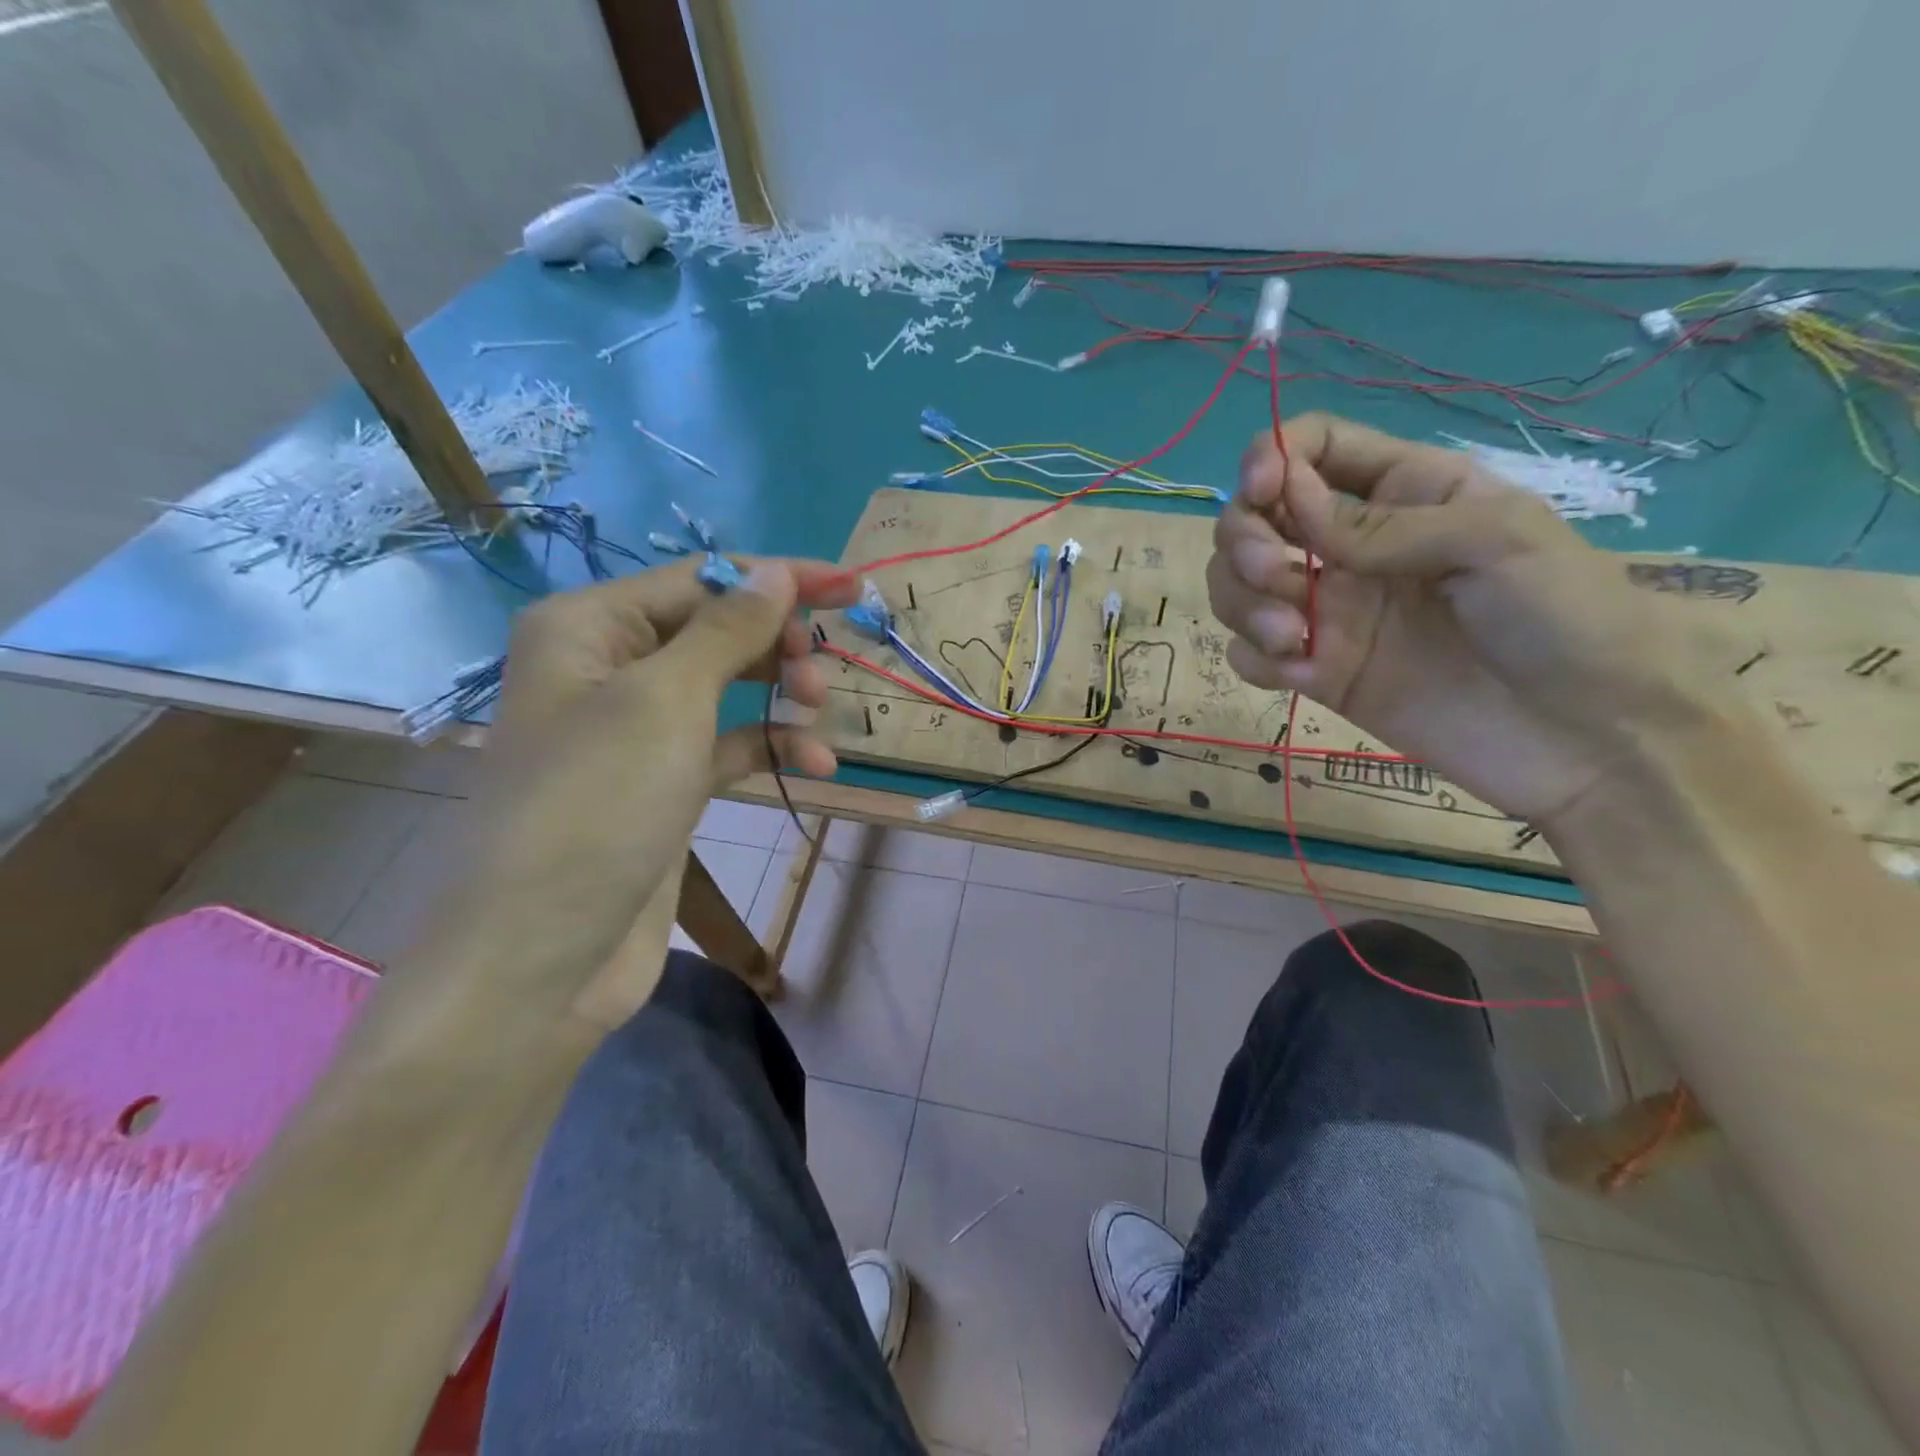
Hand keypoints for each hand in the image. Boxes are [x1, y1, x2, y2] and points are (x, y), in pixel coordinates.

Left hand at [410, 557, 853, 1043]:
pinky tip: (815, 765)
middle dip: (777, 643)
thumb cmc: (596, 807)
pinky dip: (772, 747)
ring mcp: (638, 732)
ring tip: (818, 714)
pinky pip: (728, 745)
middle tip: (820, 672)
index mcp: (590, 627)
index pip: (701, 580)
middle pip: (716, 629)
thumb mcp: (665, 701)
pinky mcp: (664, 785)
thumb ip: (727, 629)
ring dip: (781, 695)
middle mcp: (609, 668)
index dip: (780, 579)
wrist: (541, 958)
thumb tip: (777, 572)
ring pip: (728, 687)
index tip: (853, 587)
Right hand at [1207, 414, 1714, 826]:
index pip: (1314, 449)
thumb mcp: (1496, 542)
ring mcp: (1330, 612)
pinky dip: (1256, 657)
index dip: (1273, 455)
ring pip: (1237, 585)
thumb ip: (1385, 523)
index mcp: (1403, 492)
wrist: (1588, 740)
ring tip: (1290, 638)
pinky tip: (1302, 673)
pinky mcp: (1317, 672)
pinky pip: (1249, 653)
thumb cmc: (1567, 618)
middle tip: (1274, 576)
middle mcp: (1352, 546)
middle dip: (1244, 538)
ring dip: (1243, 603)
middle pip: (1256, 517)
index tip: (1264, 491)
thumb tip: (1288, 502)